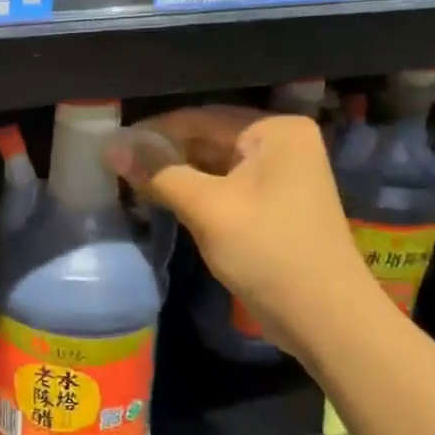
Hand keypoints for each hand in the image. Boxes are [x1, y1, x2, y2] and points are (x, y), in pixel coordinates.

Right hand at [109, 108, 380, 358]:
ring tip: (128, 182)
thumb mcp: (207, 208)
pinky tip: (159, 199)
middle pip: (207, 137)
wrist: (324, 317)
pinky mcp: (271, 204)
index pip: (199, 117)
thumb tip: (111, 147)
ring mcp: (278, 175)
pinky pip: (223, 186)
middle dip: (162, 153)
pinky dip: (192, 191)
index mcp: (274, 130)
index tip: (110, 145)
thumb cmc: (268, 251)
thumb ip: (159, 173)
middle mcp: (280, 143)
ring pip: (212, 164)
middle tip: (114, 166)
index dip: (152, 131)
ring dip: (173, 173)